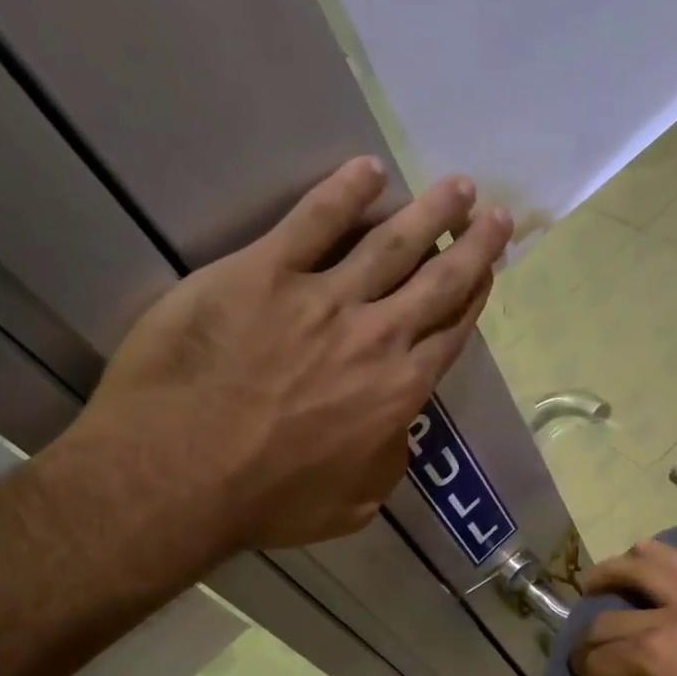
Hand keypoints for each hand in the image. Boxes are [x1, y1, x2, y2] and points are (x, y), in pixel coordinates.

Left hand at [61, 156, 512, 561]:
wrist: (180, 476)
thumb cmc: (268, 502)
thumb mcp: (352, 505)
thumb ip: (386, 463)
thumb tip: (395, 432)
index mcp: (398, 392)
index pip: (450, 334)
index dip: (475, 299)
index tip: (488, 273)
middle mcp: (376, 337)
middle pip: (439, 281)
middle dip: (473, 246)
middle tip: (496, 215)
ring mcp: (322, 299)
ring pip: (391, 243)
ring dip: (430, 212)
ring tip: (458, 186)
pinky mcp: (263, 272)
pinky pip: (313, 220)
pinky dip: (344, 192)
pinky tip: (368, 170)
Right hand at [570, 541, 676, 675]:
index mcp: (654, 656)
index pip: (598, 657)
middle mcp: (672, 616)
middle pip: (608, 615)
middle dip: (587, 639)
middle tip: (587, 655)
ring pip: (645, 561)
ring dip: (614, 570)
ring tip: (600, 583)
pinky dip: (655, 562)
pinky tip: (646, 578)